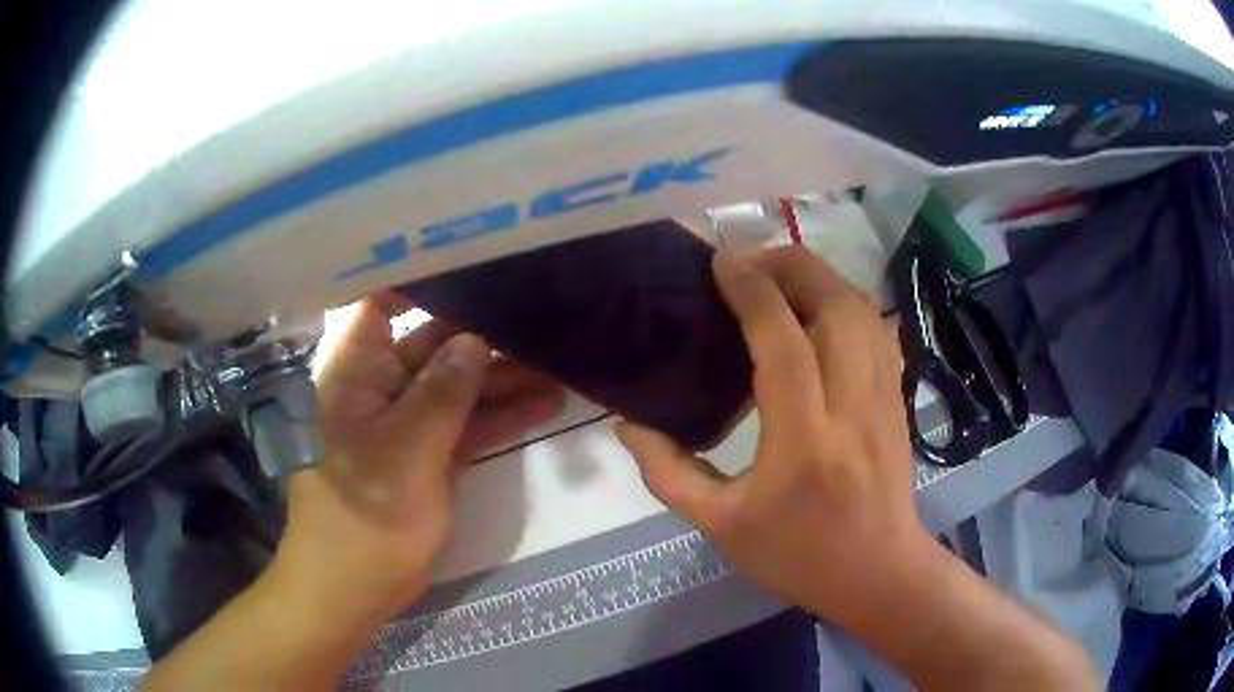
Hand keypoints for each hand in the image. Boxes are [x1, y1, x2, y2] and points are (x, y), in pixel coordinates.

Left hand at [273, 294, 564, 621]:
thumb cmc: (365, 510)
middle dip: (482, 335)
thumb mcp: (407, 447)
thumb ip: (443, 391)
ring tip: (558, 362)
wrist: (357, 582)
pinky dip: (501, 416)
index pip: (381, 303)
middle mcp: (380, 384)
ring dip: (503, 378)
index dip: (420, 280)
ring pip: (457, 385)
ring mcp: (407, 420)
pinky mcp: (429, 451)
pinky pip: (467, 423)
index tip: (472, 263)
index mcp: (356, 370)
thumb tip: (475, 341)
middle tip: (539, 316)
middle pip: (432, 343)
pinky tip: (546, 403)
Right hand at [617, 247, 931, 634]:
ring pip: (860, 308)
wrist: (878, 572)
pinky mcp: (897, 396)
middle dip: (789, 266)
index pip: (783, 342)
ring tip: (778, 280)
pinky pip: (876, 327)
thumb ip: (668, 474)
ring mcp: (883, 397)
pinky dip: (844, 301)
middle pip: (834, 305)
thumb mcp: (721, 525)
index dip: (752, 292)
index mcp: (805, 441)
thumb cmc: (799, 554)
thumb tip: (628, 425)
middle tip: (748, 266)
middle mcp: (852, 405)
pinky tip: (818, 310)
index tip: (721, 264)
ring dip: (818, 278)